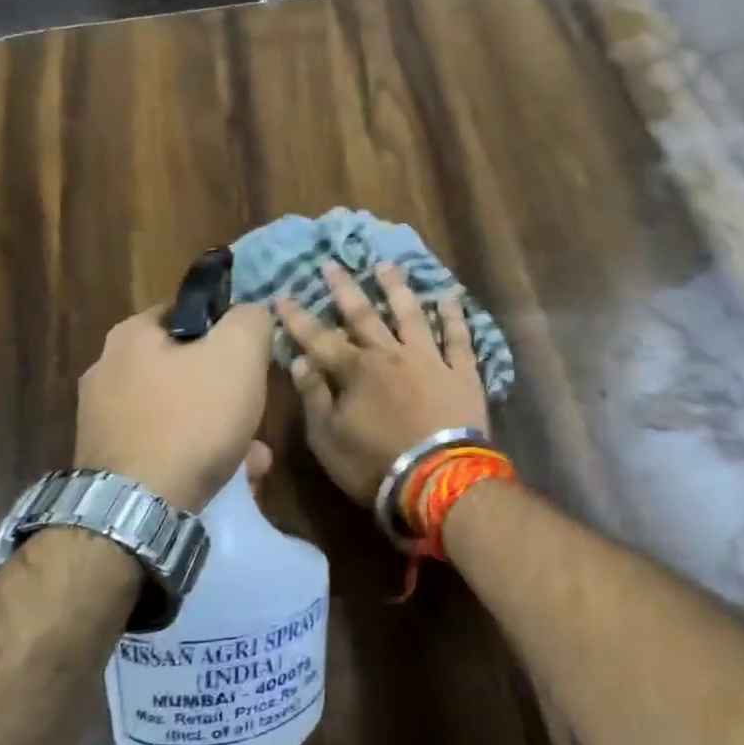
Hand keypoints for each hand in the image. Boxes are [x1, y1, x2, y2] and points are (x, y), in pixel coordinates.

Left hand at [74, 303, 273, 513]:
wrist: (137, 511)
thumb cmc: (192, 418)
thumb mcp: (239, 354)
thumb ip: (250, 320)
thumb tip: (252, 311)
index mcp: (131, 334)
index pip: (189, 313)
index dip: (227, 329)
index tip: (252, 357)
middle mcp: (107, 370)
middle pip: (185, 366)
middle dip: (225, 387)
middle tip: (254, 407)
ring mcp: (102, 419)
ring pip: (177, 410)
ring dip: (216, 425)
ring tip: (251, 453)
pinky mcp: (107, 461)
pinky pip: (162, 445)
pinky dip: (194, 454)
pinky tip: (225, 476)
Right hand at [275, 262, 490, 507]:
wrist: (438, 480)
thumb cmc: (375, 465)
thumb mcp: (328, 439)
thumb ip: (314, 397)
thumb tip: (301, 360)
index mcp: (356, 371)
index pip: (319, 338)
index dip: (299, 318)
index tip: (282, 296)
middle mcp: (391, 355)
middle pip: (364, 315)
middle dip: (345, 289)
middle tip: (332, 264)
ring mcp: (429, 359)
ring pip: (411, 315)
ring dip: (396, 288)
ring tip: (386, 264)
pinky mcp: (461, 372)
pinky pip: (458, 338)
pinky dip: (453, 316)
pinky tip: (448, 296)